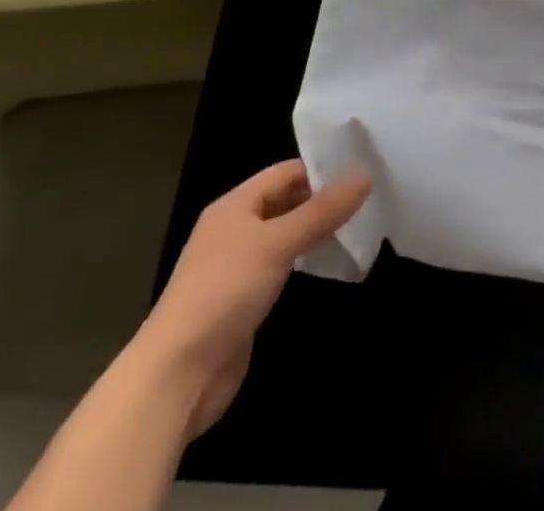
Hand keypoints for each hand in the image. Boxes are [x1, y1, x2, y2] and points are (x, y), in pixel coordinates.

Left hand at [136, 161, 369, 435]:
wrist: (176, 375)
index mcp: (234, 206)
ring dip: (314, 232)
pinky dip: (304, 262)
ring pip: (283, 236)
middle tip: (366, 197)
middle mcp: (233, 230)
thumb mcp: (278, 243)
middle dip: (321, 200)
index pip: (284, 172)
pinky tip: (328, 264)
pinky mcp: (242, 301)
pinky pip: (280, 268)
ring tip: (357, 226)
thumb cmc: (224, 292)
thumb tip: (365, 176)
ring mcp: (236, 268)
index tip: (361, 169)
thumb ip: (322, 211)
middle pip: (284, 202)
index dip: (320, 168)